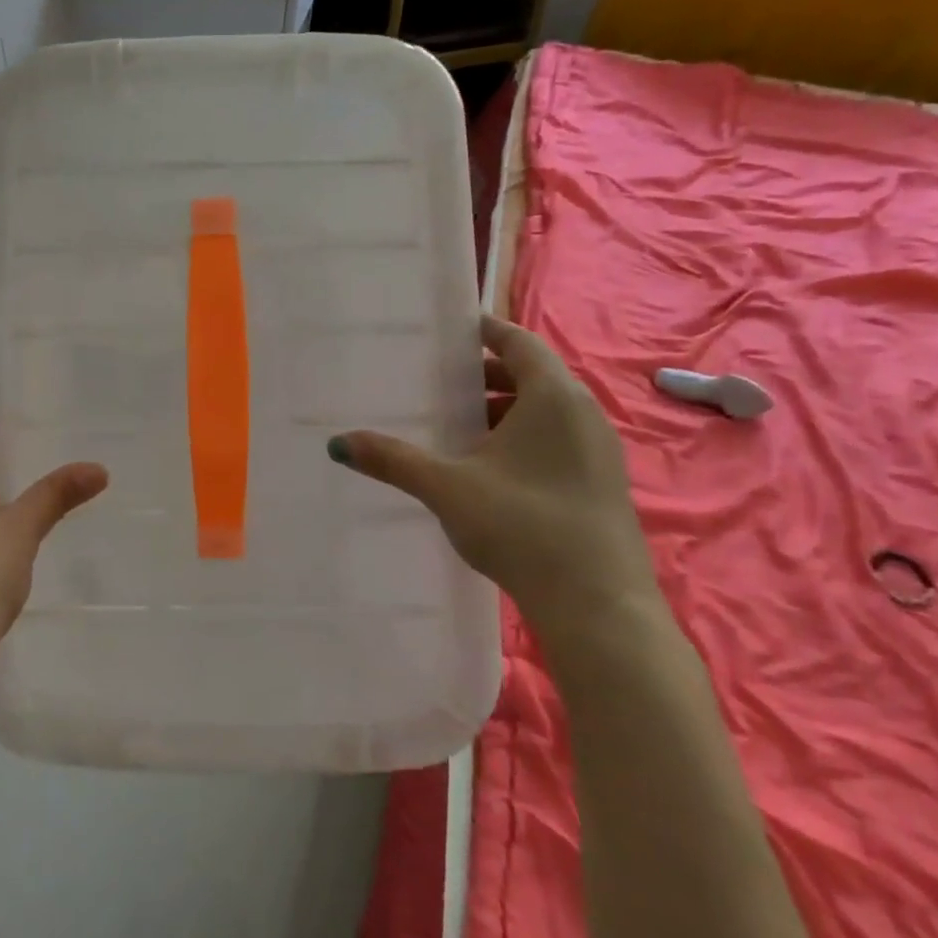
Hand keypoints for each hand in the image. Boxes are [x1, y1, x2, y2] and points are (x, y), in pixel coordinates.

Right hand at [328, 316, 660, 648]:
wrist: (598, 606)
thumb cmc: (522, 526)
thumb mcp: (446, 488)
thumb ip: (392, 460)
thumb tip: (337, 443)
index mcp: (553, 397)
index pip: (518, 342)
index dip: (484, 331)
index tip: (449, 330)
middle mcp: (583, 413)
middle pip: (531, 376)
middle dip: (484, 376)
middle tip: (437, 383)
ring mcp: (598, 450)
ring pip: (544, 411)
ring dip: (502, 411)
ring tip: (455, 427)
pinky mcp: (600, 483)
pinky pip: (556, 440)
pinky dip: (521, 438)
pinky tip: (487, 469)